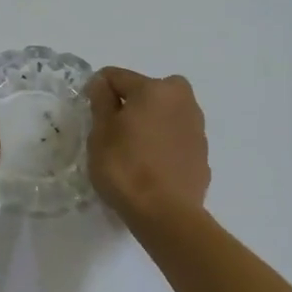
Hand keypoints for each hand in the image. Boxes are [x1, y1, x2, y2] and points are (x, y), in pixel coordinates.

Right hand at [86, 67, 210, 220]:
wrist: (166, 214)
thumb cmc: (126, 168)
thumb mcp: (100, 134)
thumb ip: (101, 102)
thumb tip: (102, 83)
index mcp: (155, 89)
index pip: (117, 76)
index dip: (98, 89)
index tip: (89, 110)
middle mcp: (182, 99)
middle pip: (148, 90)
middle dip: (131, 103)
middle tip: (114, 129)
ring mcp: (196, 126)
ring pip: (165, 113)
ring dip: (150, 121)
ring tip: (133, 150)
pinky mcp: (202, 152)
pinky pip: (176, 136)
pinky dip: (164, 142)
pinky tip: (151, 165)